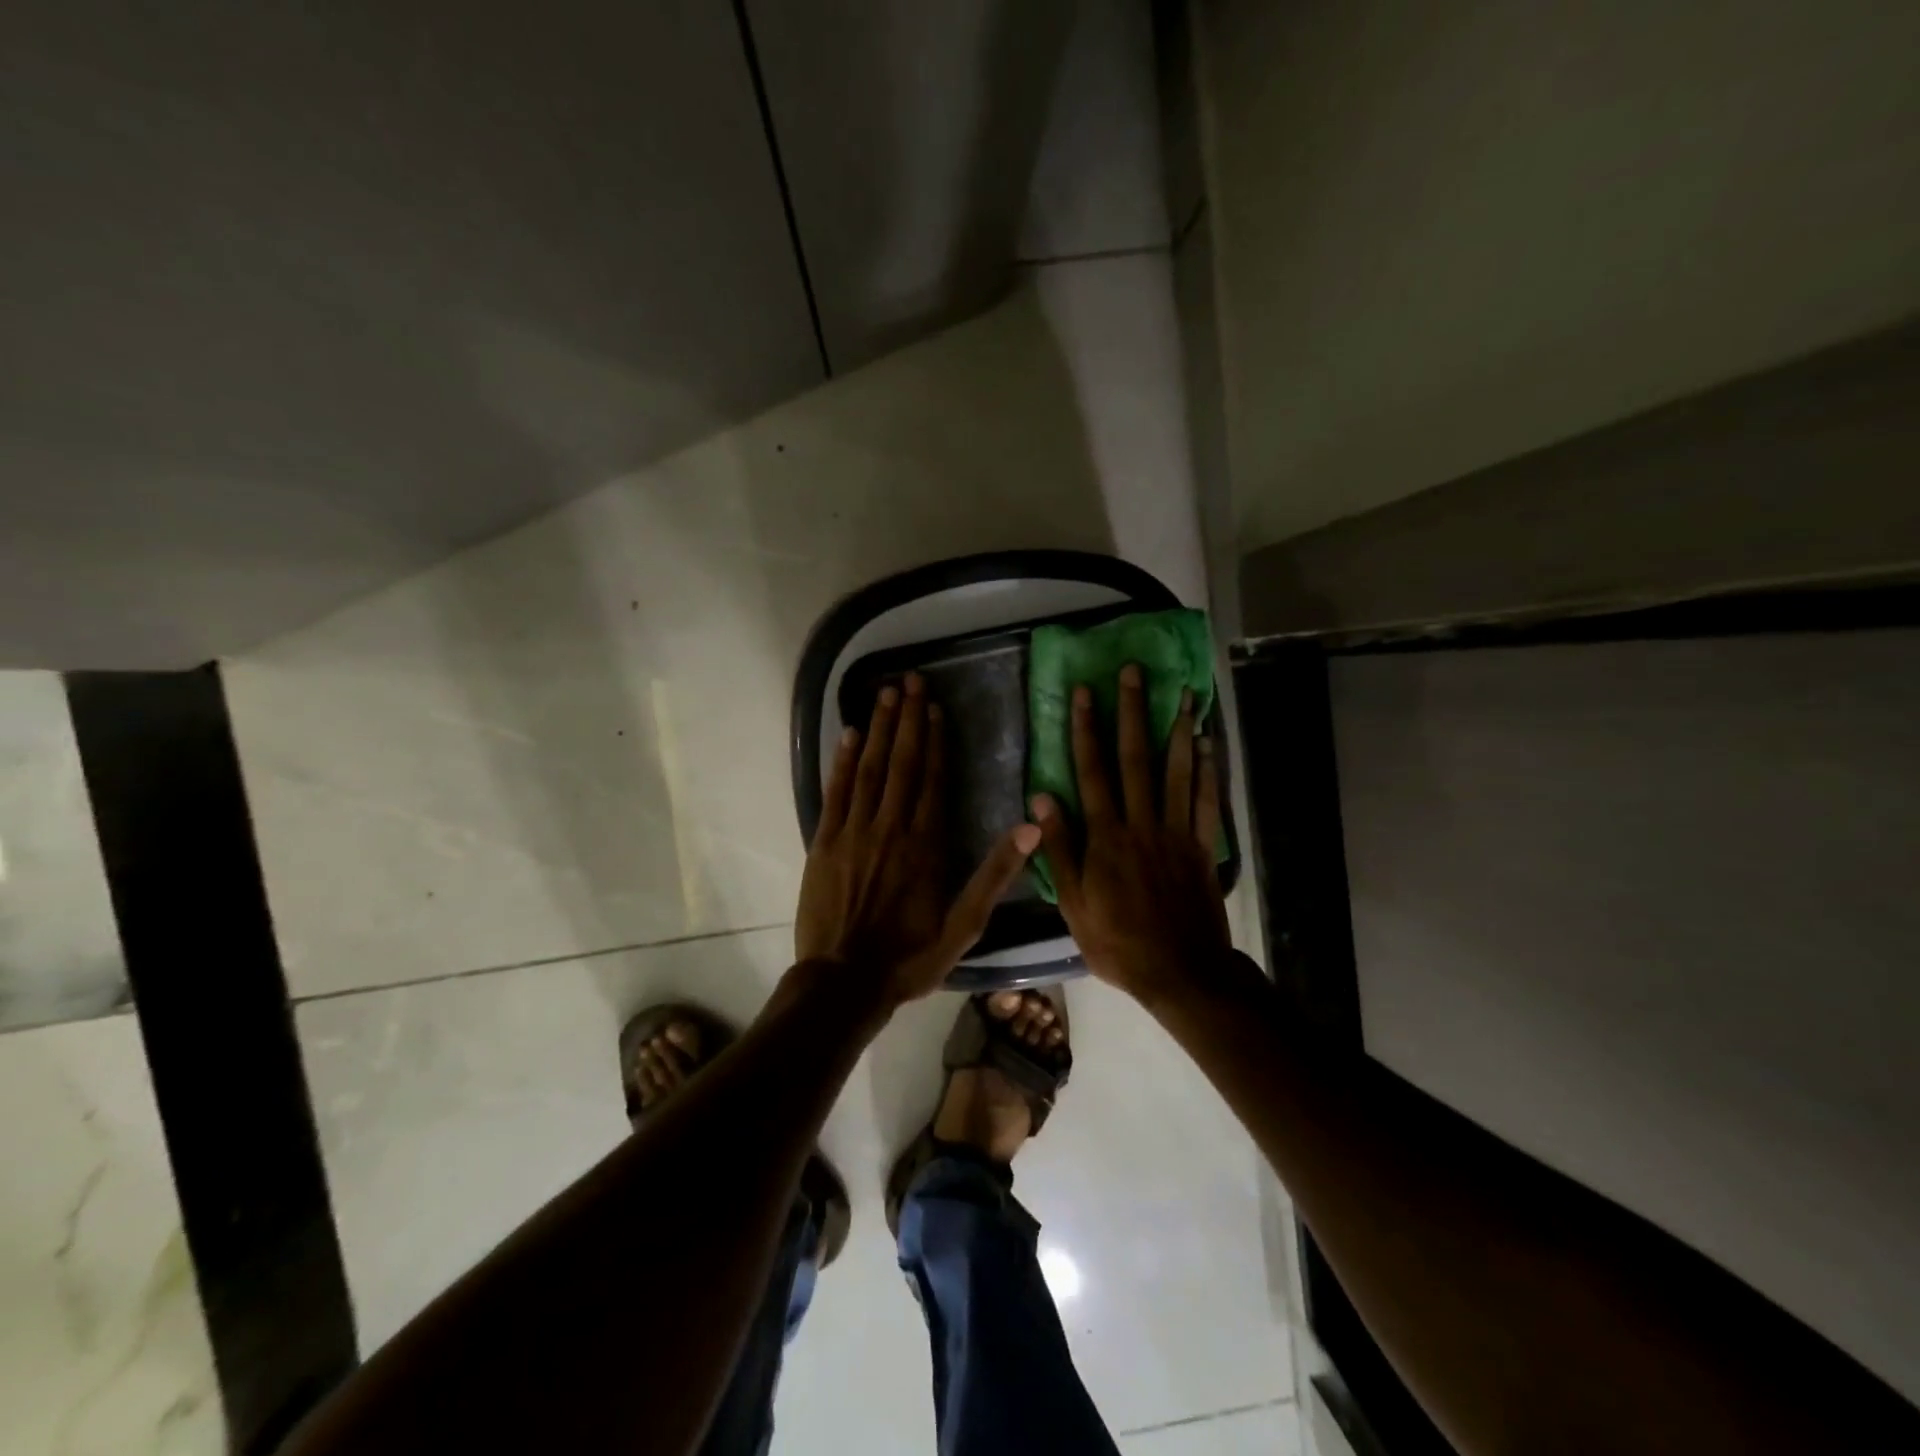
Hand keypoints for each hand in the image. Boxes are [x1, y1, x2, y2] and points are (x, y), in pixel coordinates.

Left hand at [797, 673, 1040, 1006]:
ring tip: (886, 691)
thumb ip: (995, 875)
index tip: (936, 706)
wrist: (844, 983)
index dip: (937, 739)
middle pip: (903, 762)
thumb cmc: (909, 957)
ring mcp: (854, 831)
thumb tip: (1030, 828)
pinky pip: (836, 791)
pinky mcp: (824, 841)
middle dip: (908, 718)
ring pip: (870, 768)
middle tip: (911, 680)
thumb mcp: (964, 926)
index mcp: (926, 844)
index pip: (934, 778)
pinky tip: (850, 733)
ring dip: (880, 728)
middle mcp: (891, 827)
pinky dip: (843, 759)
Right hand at [1032, 663, 1232, 1003]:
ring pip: (1176, 771)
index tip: (1085, 693)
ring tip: (1183, 693)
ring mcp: (1176, 832)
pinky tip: (1207, 743)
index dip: (1087, 730)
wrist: (1180, 972)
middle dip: (1132, 712)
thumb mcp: (1073, 904)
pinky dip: (1206, 770)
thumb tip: (1042, 797)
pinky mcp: (1201, 846)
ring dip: (1177, 729)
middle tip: (1133, 673)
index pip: (1092, 772)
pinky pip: (1205, 801)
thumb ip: (1058, 849)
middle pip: (1135, 759)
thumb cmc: (1117, 942)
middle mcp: (1141, 823)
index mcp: (1106, 837)